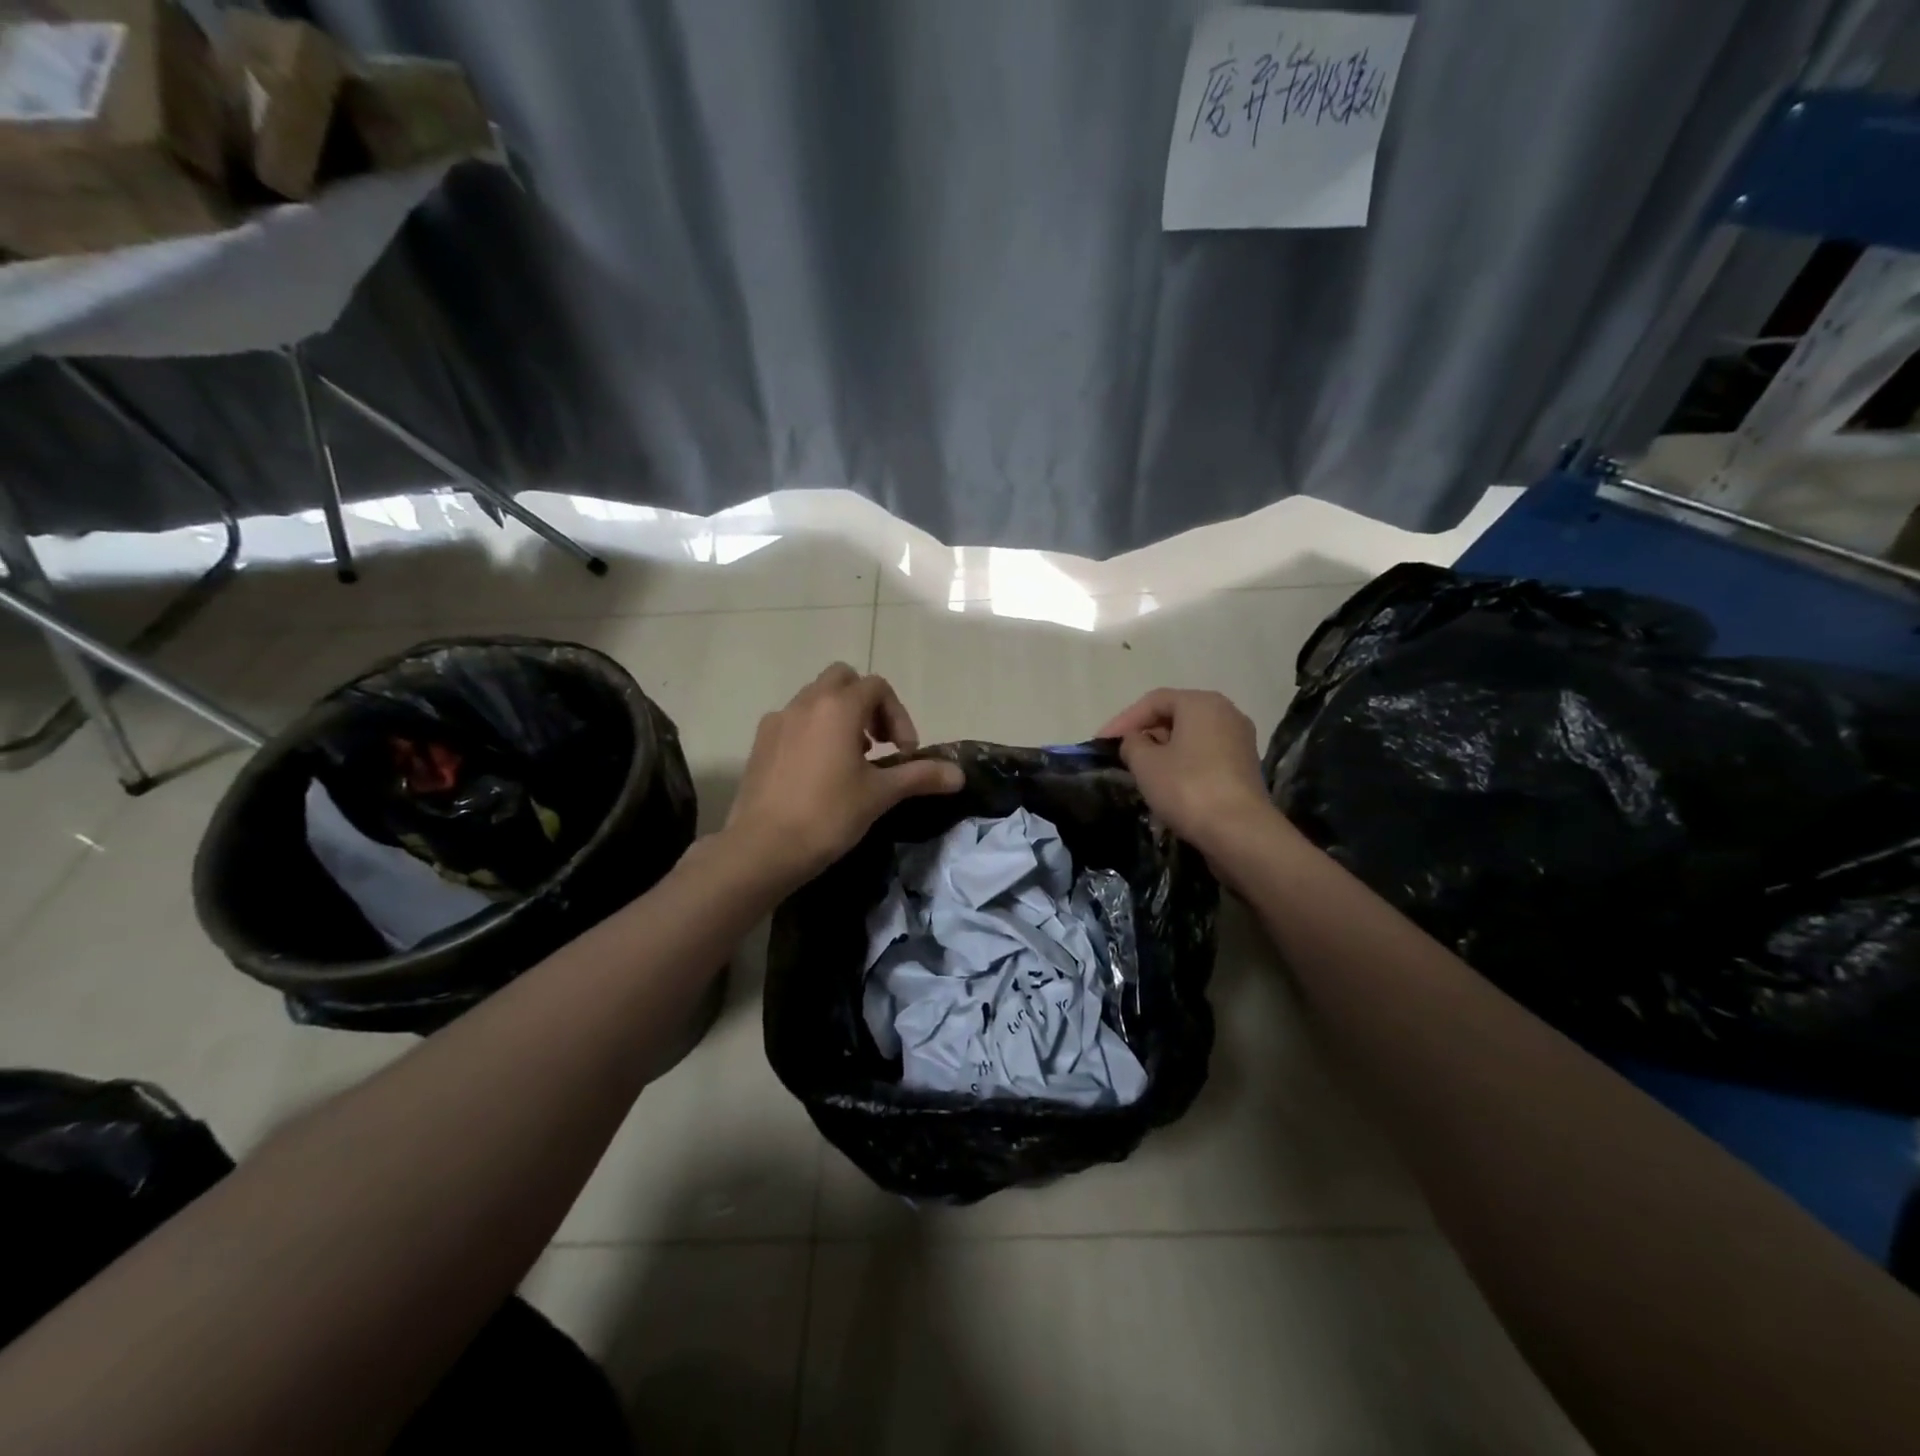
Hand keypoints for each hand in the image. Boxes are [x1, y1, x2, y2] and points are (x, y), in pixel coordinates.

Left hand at [724, 663, 963, 888]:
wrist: (762, 848)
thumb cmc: (828, 815)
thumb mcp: (880, 795)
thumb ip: (920, 775)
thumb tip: (959, 774)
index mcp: (838, 707)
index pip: (877, 687)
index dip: (898, 716)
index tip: (903, 753)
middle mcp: (806, 702)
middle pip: (843, 679)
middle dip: (867, 704)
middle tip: (878, 743)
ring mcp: (778, 720)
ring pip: (816, 698)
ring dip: (840, 716)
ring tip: (851, 759)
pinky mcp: (760, 742)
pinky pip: (794, 720)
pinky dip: (814, 731)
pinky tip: (818, 771)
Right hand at [1096, 689, 1275, 857]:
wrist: (1239, 832)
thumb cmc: (1187, 788)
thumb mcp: (1145, 763)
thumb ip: (1132, 744)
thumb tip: (1136, 742)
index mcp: (1201, 703)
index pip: (1153, 701)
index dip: (1123, 720)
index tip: (1100, 742)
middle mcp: (1226, 713)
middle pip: (1175, 716)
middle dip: (1145, 733)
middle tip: (1120, 755)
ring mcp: (1240, 740)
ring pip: (1191, 737)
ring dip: (1163, 751)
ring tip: (1140, 771)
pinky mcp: (1245, 767)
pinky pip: (1205, 756)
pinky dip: (1183, 764)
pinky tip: (1168, 785)